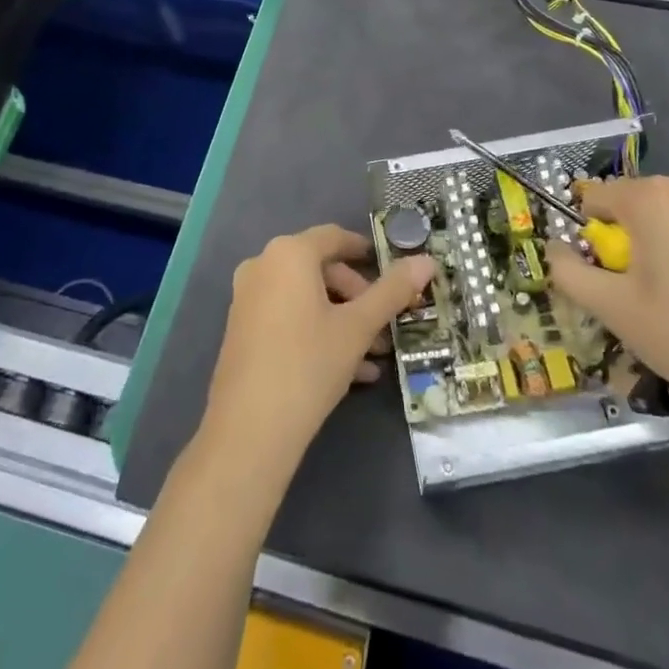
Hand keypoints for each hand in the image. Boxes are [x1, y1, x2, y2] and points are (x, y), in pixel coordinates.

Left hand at [202, 225, 434, 476]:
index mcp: (289, 253)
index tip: (394, 270)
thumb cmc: (308, 364)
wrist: (249, 431)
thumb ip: (392, 291)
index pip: (335, 237)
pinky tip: (350, 371)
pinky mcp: (242, 330)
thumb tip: (426, 261)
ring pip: (306, 298)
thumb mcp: (358, 327)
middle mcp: (262, 266)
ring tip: (375, 355)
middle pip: (321, 269)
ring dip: (343, 320)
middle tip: (385, 325)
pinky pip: (288, 318)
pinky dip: (318, 333)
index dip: (366, 251)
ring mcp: (247, 298)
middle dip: (358, 296)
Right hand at [544, 175, 668, 427]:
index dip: (589, 237)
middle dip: (624, 241)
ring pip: (663, 216)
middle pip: (630, 205)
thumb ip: (569, 272)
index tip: (605, 277)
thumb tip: (554, 249)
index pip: (594, 199)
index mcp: (651, 196)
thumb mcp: (612, 308)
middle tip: (635, 293)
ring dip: (653, 245)